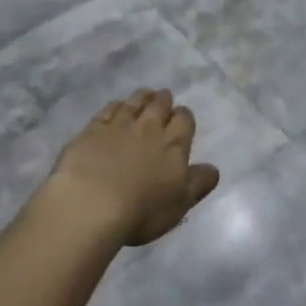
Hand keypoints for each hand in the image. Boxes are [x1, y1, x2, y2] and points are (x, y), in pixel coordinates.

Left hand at [46, 89, 219, 247]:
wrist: (92, 203)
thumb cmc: (142, 211)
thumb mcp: (180, 204)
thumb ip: (198, 183)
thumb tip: (213, 169)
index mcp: (174, 145)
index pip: (184, 120)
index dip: (184, 117)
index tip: (182, 117)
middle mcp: (149, 128)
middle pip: (160, 104)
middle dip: (164, 100)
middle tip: (163, 98)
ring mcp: (120, 125)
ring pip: (135, 101)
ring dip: (142, 96)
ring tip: (145, 95)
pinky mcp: (94, 128)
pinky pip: (109, 108)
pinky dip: (116, 105)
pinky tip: (116, 106)